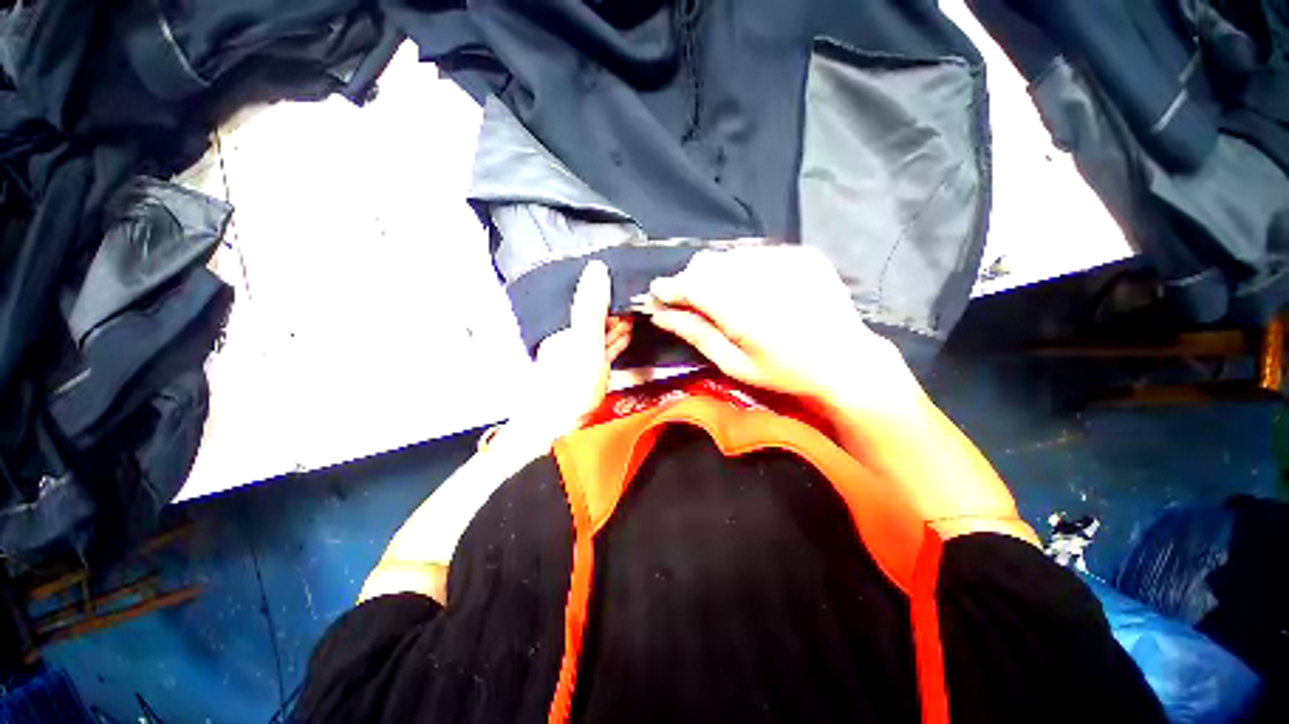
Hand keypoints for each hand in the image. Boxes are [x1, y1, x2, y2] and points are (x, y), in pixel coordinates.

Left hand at [526, 260, 632, 436]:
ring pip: (601, 336)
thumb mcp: (585, 341)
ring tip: (633, 320)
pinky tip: (623, 339)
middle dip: (616, 313)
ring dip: (617, 328)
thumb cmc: (571, 384)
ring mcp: (579, 355)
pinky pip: (603, 351)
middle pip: (597, 319)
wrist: (560, 425)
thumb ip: (591, 307)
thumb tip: (596, 269)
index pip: (590, 303)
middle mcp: (570, 338)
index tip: (629, 293)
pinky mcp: (587, 371)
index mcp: (565, 327)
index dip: (611, 298)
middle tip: (636, 307)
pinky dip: (614, 345)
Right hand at [636, 246, 918, 416]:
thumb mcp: (735, 364)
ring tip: (724, 297)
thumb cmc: (785, 372)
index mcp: (744, 312)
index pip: (692, 284)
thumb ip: (696, 334)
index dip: (670, 287)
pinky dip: (743, 267)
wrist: (846, 359)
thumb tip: (659, 314)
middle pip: (706, 263)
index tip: (658, 294)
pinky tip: (753, 288)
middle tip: (692, 303)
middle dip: (691, 281)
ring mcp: (786, 259)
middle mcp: (763, 277)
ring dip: (716, 273)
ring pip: (728, 254)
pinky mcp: (801, 253)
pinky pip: (755, 251)